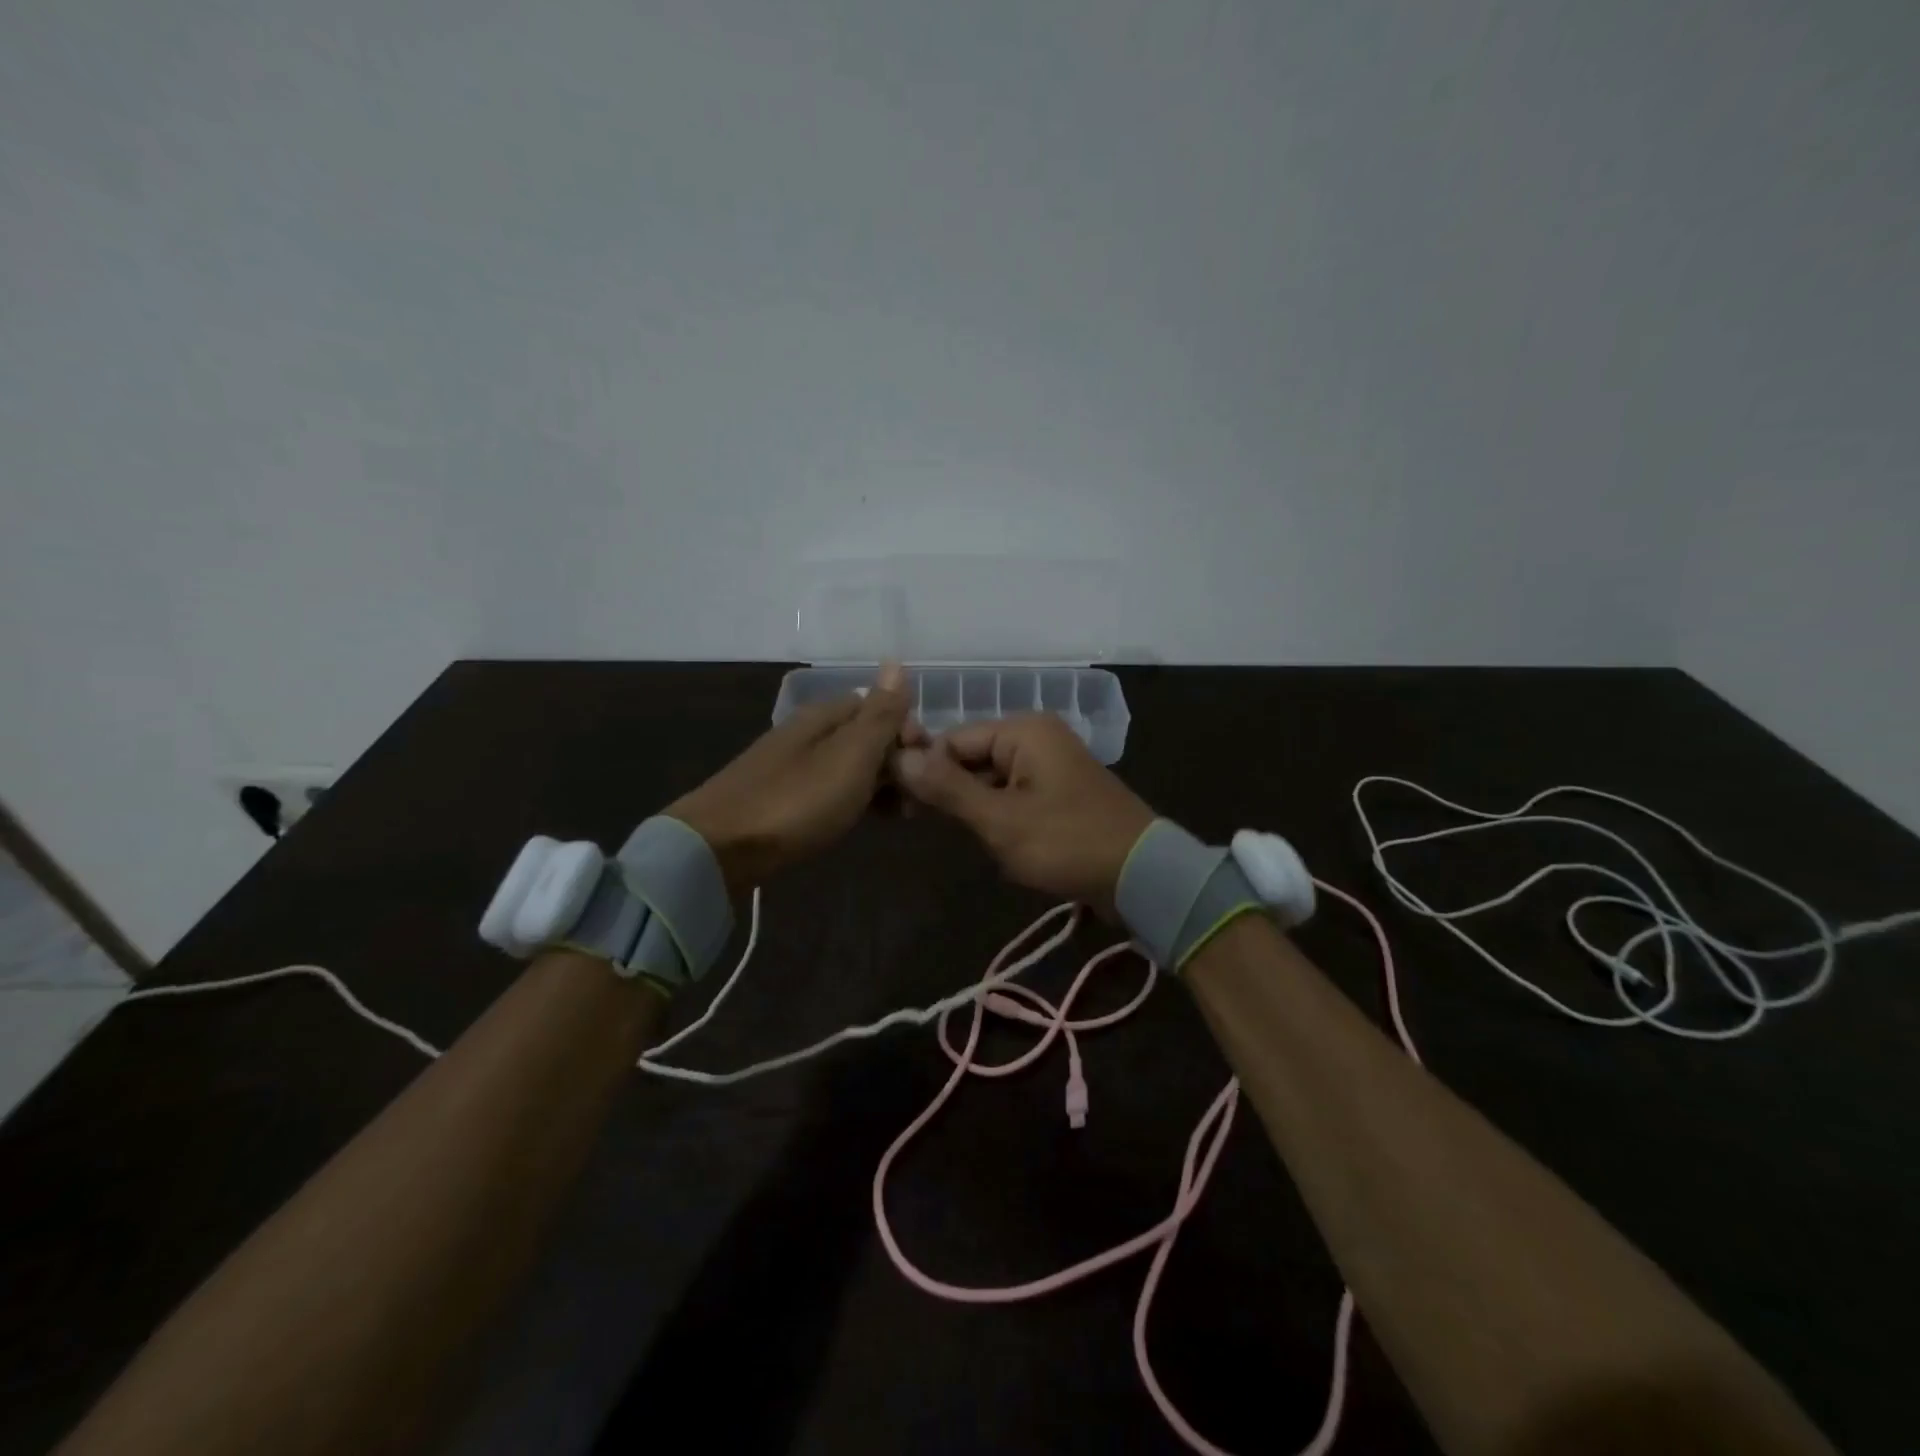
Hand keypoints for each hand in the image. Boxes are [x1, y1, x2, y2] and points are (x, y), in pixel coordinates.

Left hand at [668, 663, 910, 892]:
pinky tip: (863, 820)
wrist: (720, 849)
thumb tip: (896, 663)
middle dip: (897, 761)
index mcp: (823, 716)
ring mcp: (792, 766)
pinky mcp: (782, 799)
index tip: (925, 765)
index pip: (878, 706)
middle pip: (864, 736)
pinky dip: (855, 800)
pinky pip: (831, 790)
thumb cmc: (796, 801)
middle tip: (917, 798)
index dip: (907, 731)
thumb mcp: (850, 756)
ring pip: (849, 766)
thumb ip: (878, 714)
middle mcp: (807, 733)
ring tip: (900, 814)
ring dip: (879, 784)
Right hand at [893, 712, 1154, 913]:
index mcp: (1023, 730)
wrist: (1142, 875)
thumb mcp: (1001, 819)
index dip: (923, 768)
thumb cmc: (1067, 842)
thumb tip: (898, 757)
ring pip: (989, 777)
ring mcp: (1049, 764)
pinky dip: (996, 813)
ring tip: (954, 835)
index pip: (952, 738)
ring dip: (971, 806)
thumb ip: (947, 788)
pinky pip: (1012, 793)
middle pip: (971, 755)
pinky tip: (988, 840)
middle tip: (916, 822)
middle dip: (947, 789)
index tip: (897, 803)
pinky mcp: (1057, 791)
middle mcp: (1035, 737)